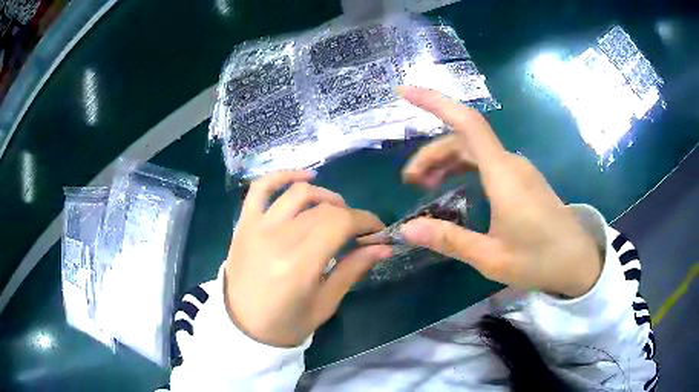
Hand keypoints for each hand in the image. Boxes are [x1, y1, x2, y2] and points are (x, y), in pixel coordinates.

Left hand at [224, 170, 391, 346]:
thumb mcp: (325, 304)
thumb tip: (384, 247)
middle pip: (324, 209)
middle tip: (359, 231)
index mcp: (299, 265)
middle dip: (350, 215)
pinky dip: (284, 175)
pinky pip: (261, 187)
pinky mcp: (244, 223)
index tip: (378, 230)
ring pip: (299, 193)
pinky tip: (305, 178)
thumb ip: (353, 270)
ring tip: (336, 211)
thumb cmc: (286, 323)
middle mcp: (277, 238)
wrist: (242, 326)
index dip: (365, 221)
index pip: (340, 223)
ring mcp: (257, 227)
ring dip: (326, 196)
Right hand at [398, 86, 601, 297]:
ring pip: (475, 150)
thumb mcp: (491, 257)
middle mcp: (510, 163)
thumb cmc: (539, 260)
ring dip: (447, 160)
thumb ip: (449, 240)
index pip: (466, 123)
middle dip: (431, 153)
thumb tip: (407, 230)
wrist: (578, 263)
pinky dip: (464, 167)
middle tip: (409, 182)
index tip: (404, 93)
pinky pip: (487, 162)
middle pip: (464, 139)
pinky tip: (455, 186)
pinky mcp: (523, 180)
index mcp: (503, 174)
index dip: (434, 102)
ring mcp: (519, 170)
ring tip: (425, 185)